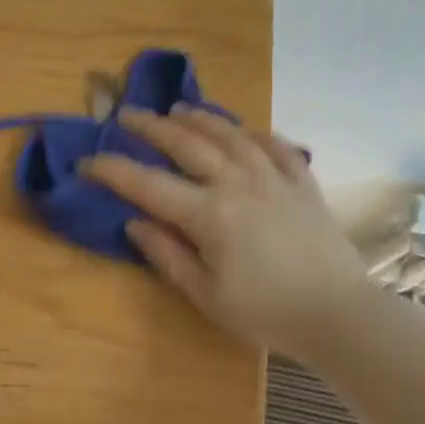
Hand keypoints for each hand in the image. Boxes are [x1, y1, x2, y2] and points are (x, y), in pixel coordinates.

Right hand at [82, 106, 360, 356]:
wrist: (338, 314)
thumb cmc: (266, 312)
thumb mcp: (206, 295)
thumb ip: (168, 255)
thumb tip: (135, 223)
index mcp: (209, 215)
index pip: (148, 185)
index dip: (112, 171)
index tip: (85, 162)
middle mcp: (238, 184)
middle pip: (187, 144)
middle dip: (151, 126)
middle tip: (127, 114)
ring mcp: (274, 178)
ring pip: (230, 135)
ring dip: (200, 118)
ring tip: (179, 109)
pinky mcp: (303, 183)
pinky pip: (276, 146)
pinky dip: (256, 133)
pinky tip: (244, 129)